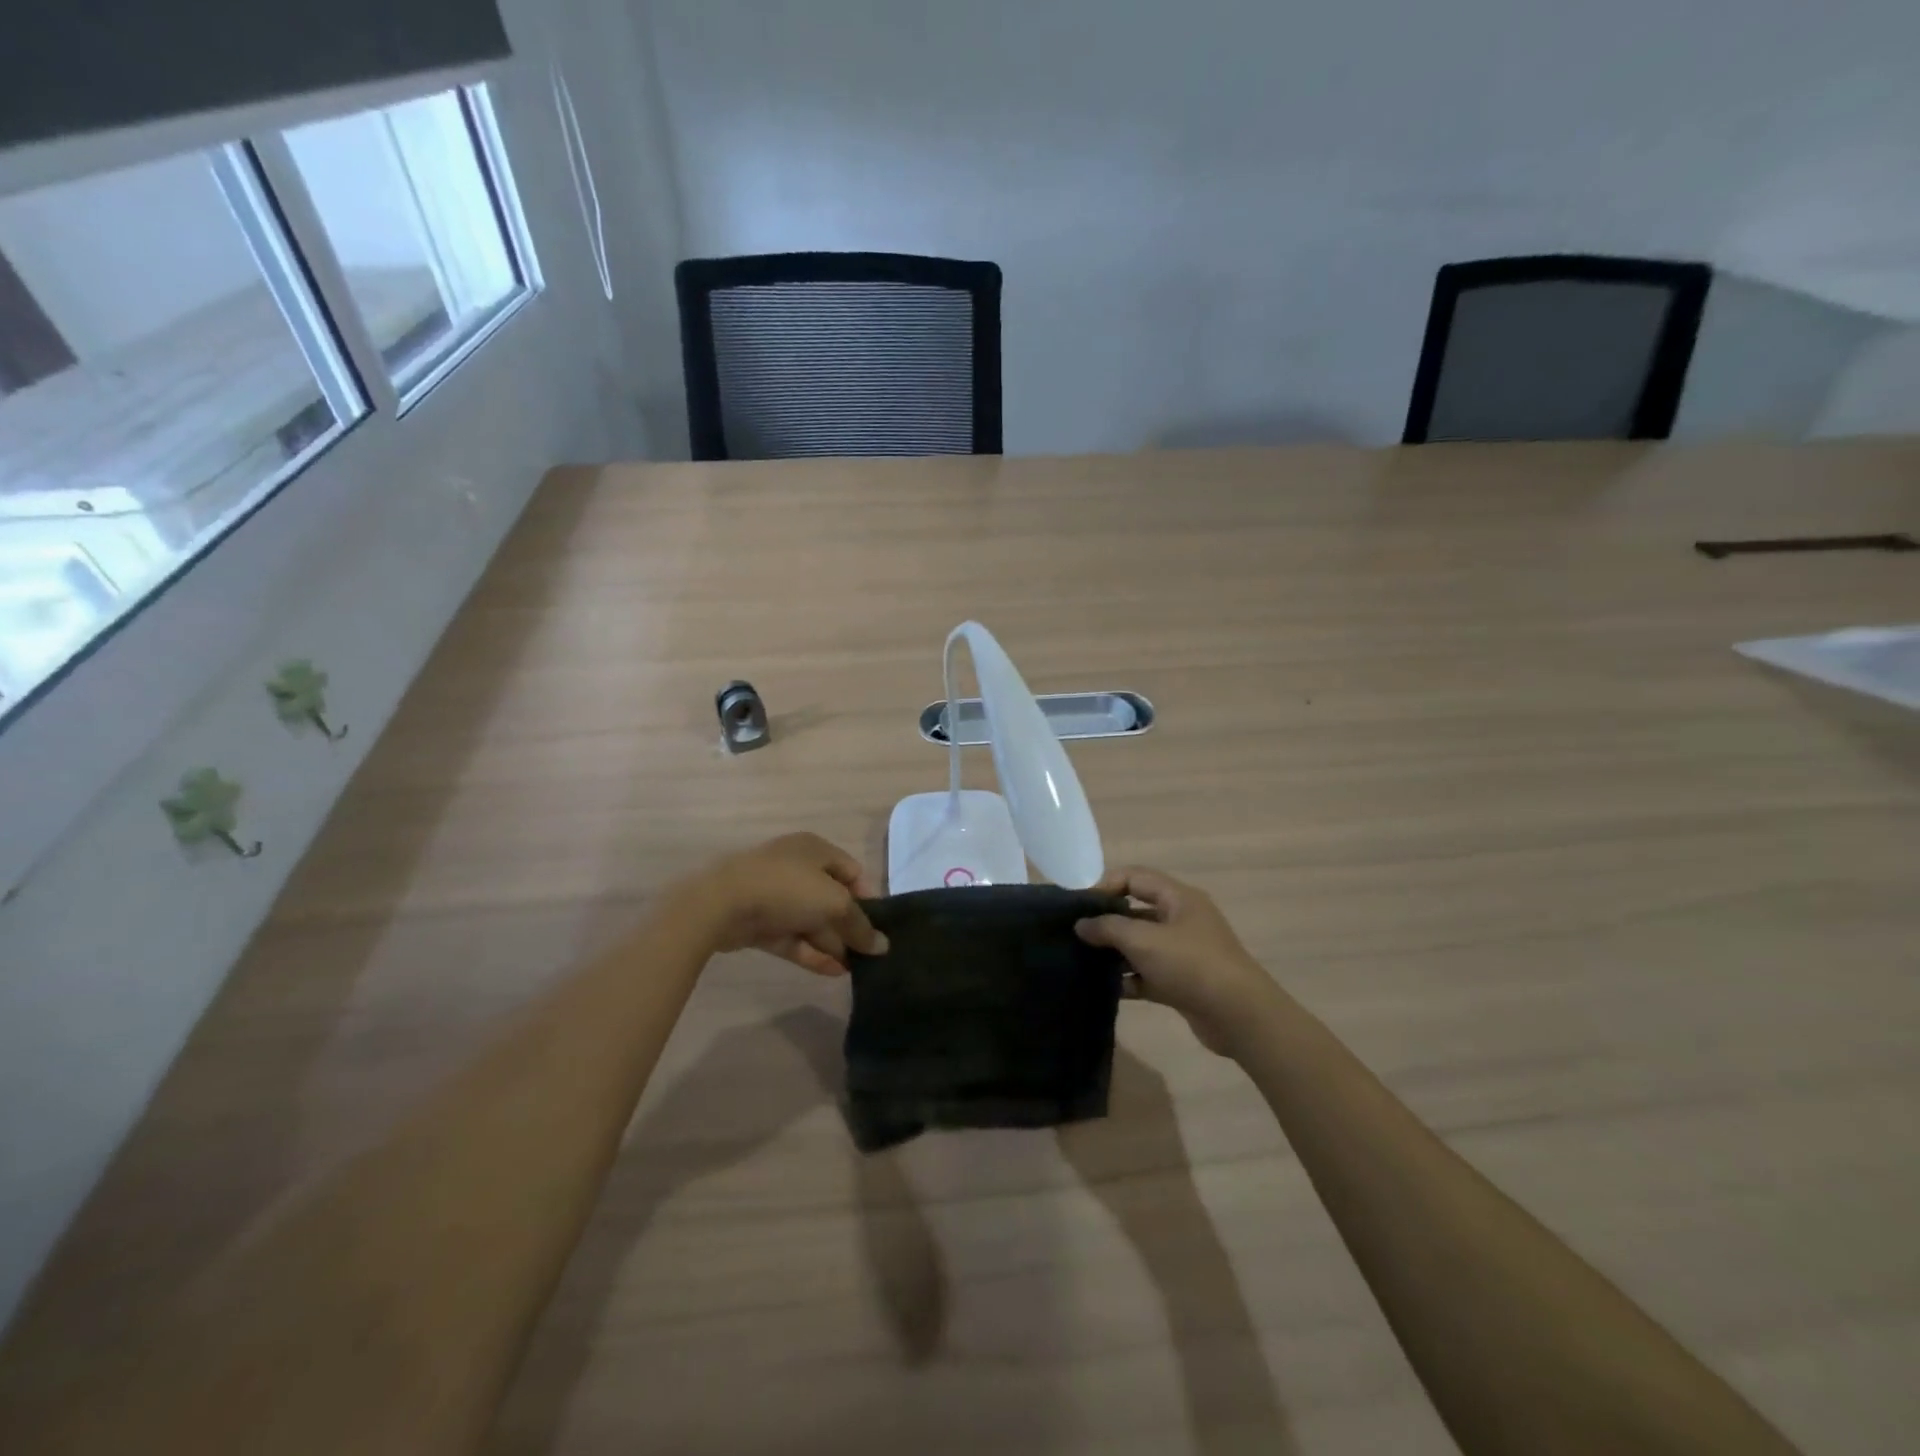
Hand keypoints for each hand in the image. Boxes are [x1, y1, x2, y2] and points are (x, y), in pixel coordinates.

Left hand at [689, 833, 886, 975]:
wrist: (722, 904)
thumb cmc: (787, 888)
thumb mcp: (834, 904)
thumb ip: (860, 925)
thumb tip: (883, 946)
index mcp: (816, 850)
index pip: (852, 872)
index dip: (867, 898)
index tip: (877, 926)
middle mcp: (797, 868)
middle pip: (832, 899)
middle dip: (849, 926)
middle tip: (868, 954)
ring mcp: (776, 896)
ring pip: (811, 921)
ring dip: (833, 944)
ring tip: (854, 970)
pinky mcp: (760, 923)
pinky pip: (792, 938)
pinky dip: (812, 953)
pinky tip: (833, 972)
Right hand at [1075, 867, 1280, 1055]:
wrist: (1240, 1017)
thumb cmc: (1191, 965)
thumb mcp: (1144, 940)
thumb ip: (1108, 928)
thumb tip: (1081, 924)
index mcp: (1179, 898)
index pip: (1135, 877)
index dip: (1105, 884)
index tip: (1078, 904)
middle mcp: (1182, 920)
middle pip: (1136, 911)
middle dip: (1106, 920)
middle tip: (1075, 933)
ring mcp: (1183, 953)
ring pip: (1140, 945)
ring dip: (1114, 952)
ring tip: (1082, 960)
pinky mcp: (1182, 982)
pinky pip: (1147, 974)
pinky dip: (1128, 979)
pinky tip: (1104, 987)